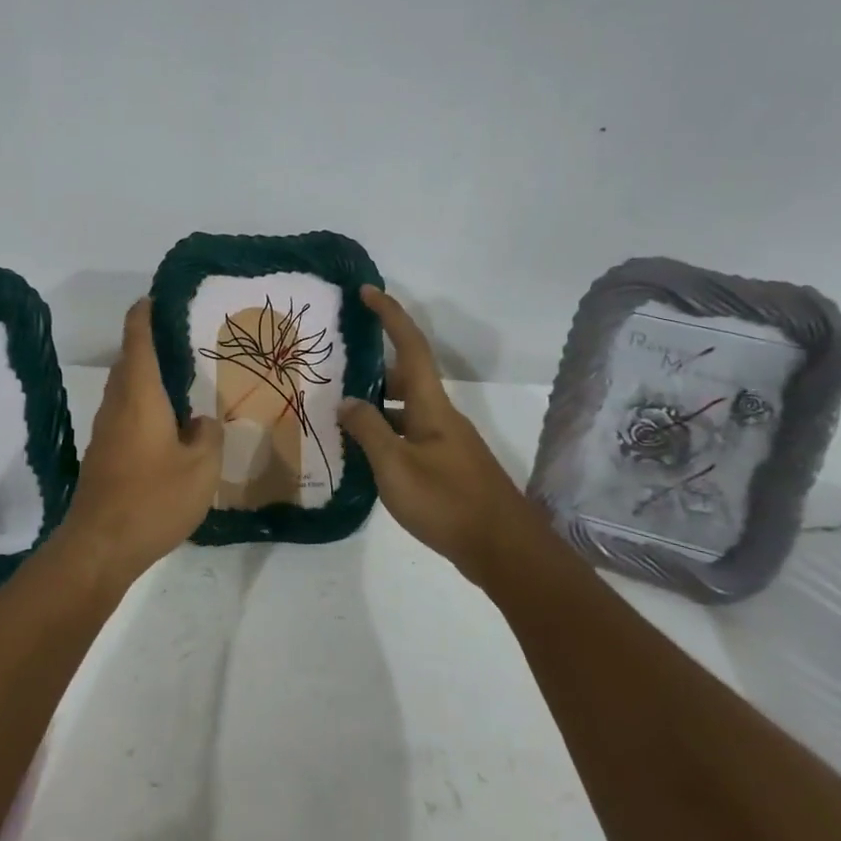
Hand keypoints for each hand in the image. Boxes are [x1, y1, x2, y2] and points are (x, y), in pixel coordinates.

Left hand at [57, 298, 223, 586]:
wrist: (100, 546)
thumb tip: (200, 421)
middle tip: (185, 342)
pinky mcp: (103, 455)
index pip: (138, 339)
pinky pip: (125, 414)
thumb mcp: (201, 468)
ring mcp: (106, 430)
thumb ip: (208, 435)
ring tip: (183, 382)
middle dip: (150, 345)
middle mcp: (117, 404)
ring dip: (147, 378)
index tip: (156, 298)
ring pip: (126, 390)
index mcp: (140, 394)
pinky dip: (144, 406)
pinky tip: (169, 427)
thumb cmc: (153, 498)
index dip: (145, 314)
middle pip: (129, 362)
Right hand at [340, 286, 541, 583]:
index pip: (410, 346)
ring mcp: (446, 442)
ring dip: (376, 404)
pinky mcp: (447, 465)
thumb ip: (368, 430)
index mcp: (432, 406)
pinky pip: (410, 434)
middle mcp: (441, 416)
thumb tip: (347, 402)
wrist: (503, 549)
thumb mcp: (395, 467)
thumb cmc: (447, 502)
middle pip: (406, 376)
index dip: (390, 315)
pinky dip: (386, 433)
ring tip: (339, 411)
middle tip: (337, 367)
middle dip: (373, 366)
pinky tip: (365, 453)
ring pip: (406, 409)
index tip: (367, 291)